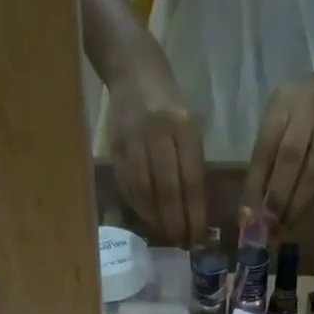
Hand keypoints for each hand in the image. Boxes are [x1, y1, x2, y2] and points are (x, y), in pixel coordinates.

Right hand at [107, 48, 206, 246]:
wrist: (133, 70)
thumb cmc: (170, 105)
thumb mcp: (190, 127)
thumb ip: (193, 166)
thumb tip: (195, 213)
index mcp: (183, 126)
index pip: (190, 181)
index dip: (194, 214)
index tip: (198, 238)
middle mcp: (157, 133)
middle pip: (167, 191)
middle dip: (175, 222)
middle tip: (181, 242)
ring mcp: (133, 140)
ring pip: (145, 193)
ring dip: (156, 219)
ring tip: (166, 233)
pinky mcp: (115, 148)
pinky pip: (128, 187)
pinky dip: (139, 207)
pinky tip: (148, 217)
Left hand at [243, 72, 313, 222]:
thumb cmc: (299, 113)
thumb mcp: (277, 122)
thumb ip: (264, 161)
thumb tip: (250, 211)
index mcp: (281, 108)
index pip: (264, 149)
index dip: (255, 185)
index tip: (249, 216)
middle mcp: (306, 114)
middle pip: (290, 158)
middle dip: (278, 197)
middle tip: (269, 226)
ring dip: (298, 205)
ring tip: (286, 226)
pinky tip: (305, 216)